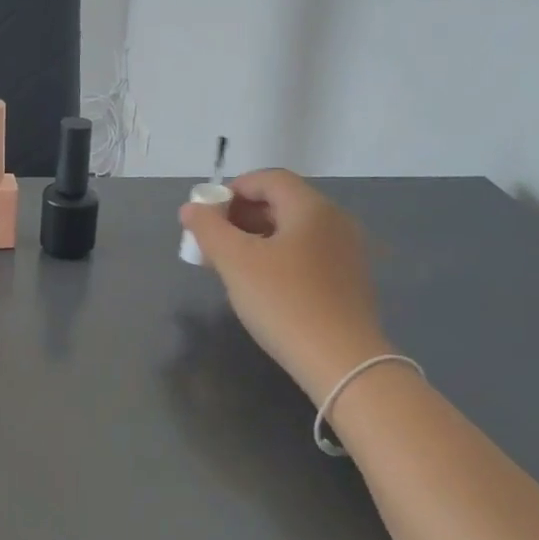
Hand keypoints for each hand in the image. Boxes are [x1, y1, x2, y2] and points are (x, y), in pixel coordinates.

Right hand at [179, 169, 390, 397]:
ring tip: (229, 265)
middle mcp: (335, 221)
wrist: (340, 360)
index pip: (269, 179)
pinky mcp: (348, 280)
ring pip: (293, 231)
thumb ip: (208, 228)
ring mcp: (346, 252)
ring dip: (256, 238)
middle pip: (282, 203)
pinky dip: (278, 257)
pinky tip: (260, 285)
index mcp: (312, 208)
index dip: (232, 189)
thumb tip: (190, 208)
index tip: (206, 215)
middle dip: (241, 216)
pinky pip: (306, 254)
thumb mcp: (235, 262)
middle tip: (211, 242)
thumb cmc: (283, 302)